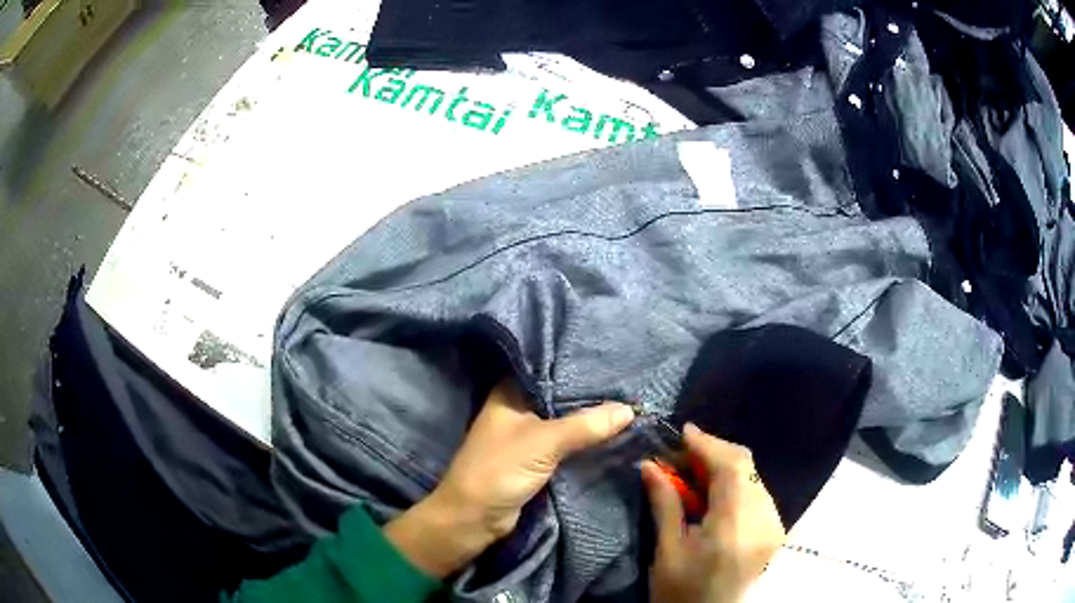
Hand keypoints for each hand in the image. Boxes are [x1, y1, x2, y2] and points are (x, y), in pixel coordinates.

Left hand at [384, 379, 634, 577]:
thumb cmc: (499, 470)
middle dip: (590, 396)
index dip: (579, 366)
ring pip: (564, 422)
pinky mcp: (534, 459)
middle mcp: (517, 409)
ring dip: (590, 420)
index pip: (548, 369)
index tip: (614, 363)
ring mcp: (526, 435)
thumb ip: (585, 425)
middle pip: (560, 397)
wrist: (474, 518)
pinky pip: (565, 444)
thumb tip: (630, 409)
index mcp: (509, 393)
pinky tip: (612, 434)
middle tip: (630, 387)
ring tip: (629, 406)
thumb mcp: (544, 442)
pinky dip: (584, 441)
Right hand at [642, 424, 785, 602]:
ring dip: (726, 468)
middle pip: (746, 467)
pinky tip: (715, 494)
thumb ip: (665, 504)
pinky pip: (758, 493)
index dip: (708, 443)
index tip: (684, 431)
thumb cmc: (681, 592)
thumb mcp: (667, 551)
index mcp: (735, 526)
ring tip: (695, 474)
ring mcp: (774, 525)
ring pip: (754, 477)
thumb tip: (649, 465)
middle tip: (683, 456)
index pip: (732, 467)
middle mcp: (763, 520)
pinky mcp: (774, 530)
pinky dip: (736, 484)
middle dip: (715, 453)